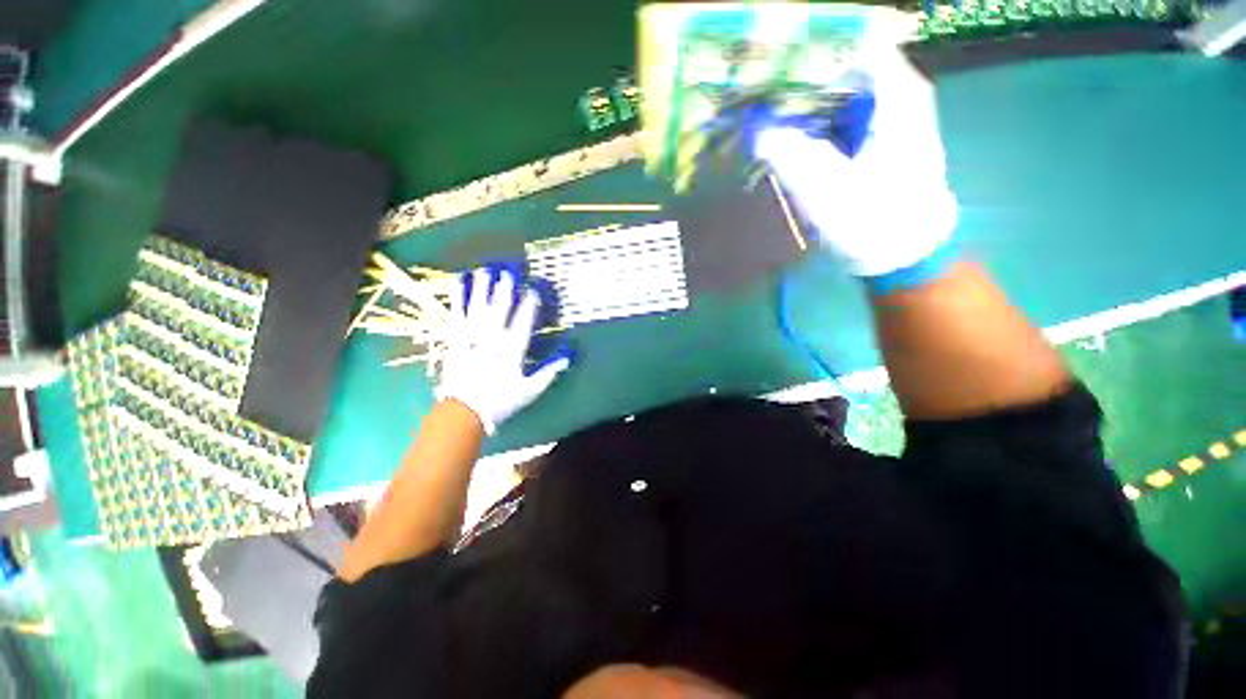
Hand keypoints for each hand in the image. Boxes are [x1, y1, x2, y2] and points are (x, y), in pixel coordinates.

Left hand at [436, 267, 570, 433]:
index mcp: (511, 354)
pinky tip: (457, 284)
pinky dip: (456, 300)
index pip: (521, 327)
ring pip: (476, 312)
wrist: (463, 412)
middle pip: (498, 314)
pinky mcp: (454, 342)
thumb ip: (548, 372)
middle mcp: (490, 344)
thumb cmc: (501, 401)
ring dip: (480, 291)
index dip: (528, 308)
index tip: (533, 291)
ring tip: (484, 272)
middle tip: (507, 273)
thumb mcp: (530, 391)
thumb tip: (568, 357)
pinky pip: (456, 318)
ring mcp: (470, 341)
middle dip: (503, 293)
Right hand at [755, 48, 957, 289]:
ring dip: (804, 98)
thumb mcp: (823, 189)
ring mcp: (890, 113)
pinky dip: (815, 119)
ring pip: (840, 88)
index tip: (769, 65)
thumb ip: (787, 153)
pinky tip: (790, 131)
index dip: (807, 51)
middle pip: (842, 63)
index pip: (848, 42)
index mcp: (895, 92)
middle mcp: (897, 91)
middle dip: (799, 76)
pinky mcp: (879, 135)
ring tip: (765, 109)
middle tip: (758, 92)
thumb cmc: (871, 220)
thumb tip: (754, 128)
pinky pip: (842, 112)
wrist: (903, 252)